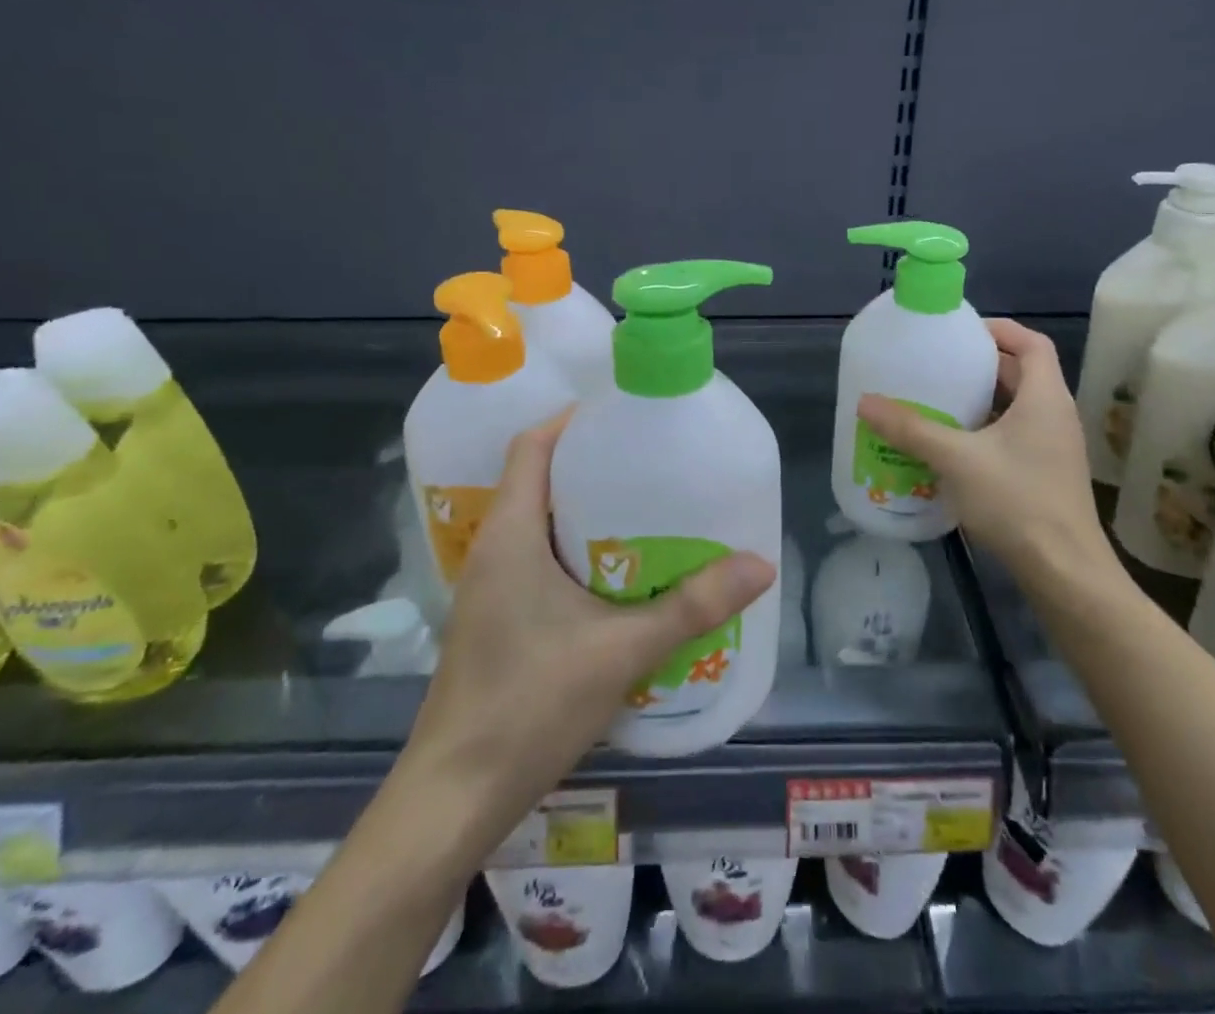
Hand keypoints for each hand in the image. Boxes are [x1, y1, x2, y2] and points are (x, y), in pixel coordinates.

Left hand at [405, 412, 775, 828]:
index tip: (626, 416)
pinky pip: (539, 558)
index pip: (531, 446)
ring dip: (588, 510)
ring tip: (649, 509)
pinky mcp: (497, 618)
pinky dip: (578, 549)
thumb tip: (760, 564)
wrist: (455, 799)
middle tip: (654, 461)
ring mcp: (491, 586)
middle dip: (594, 463)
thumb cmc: (529, 706)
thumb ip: (692, 607)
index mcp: (511, 533)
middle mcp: (495, 548)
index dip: (573, 420)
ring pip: (540, 521)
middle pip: (539, 478)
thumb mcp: (622, 651)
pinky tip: (622, 574)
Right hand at [858, 320, 1122, 591]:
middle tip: (938, 365)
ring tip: (938, 401)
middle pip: (1022, 373)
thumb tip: (865, 402)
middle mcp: (1055, 415)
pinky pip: (1015, 436)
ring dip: (982, 400)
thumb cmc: (1017, 502)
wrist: (1065, 572)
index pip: (1032, 343)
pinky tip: (952, 447)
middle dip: (981, 365)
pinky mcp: (1046, 475)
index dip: (999, 329)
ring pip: (1017, 407)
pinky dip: (986, 430)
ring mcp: (1054, 448)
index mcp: (1045, 398)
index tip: (961, 332)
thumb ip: (911, 429)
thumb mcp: (957, 460)